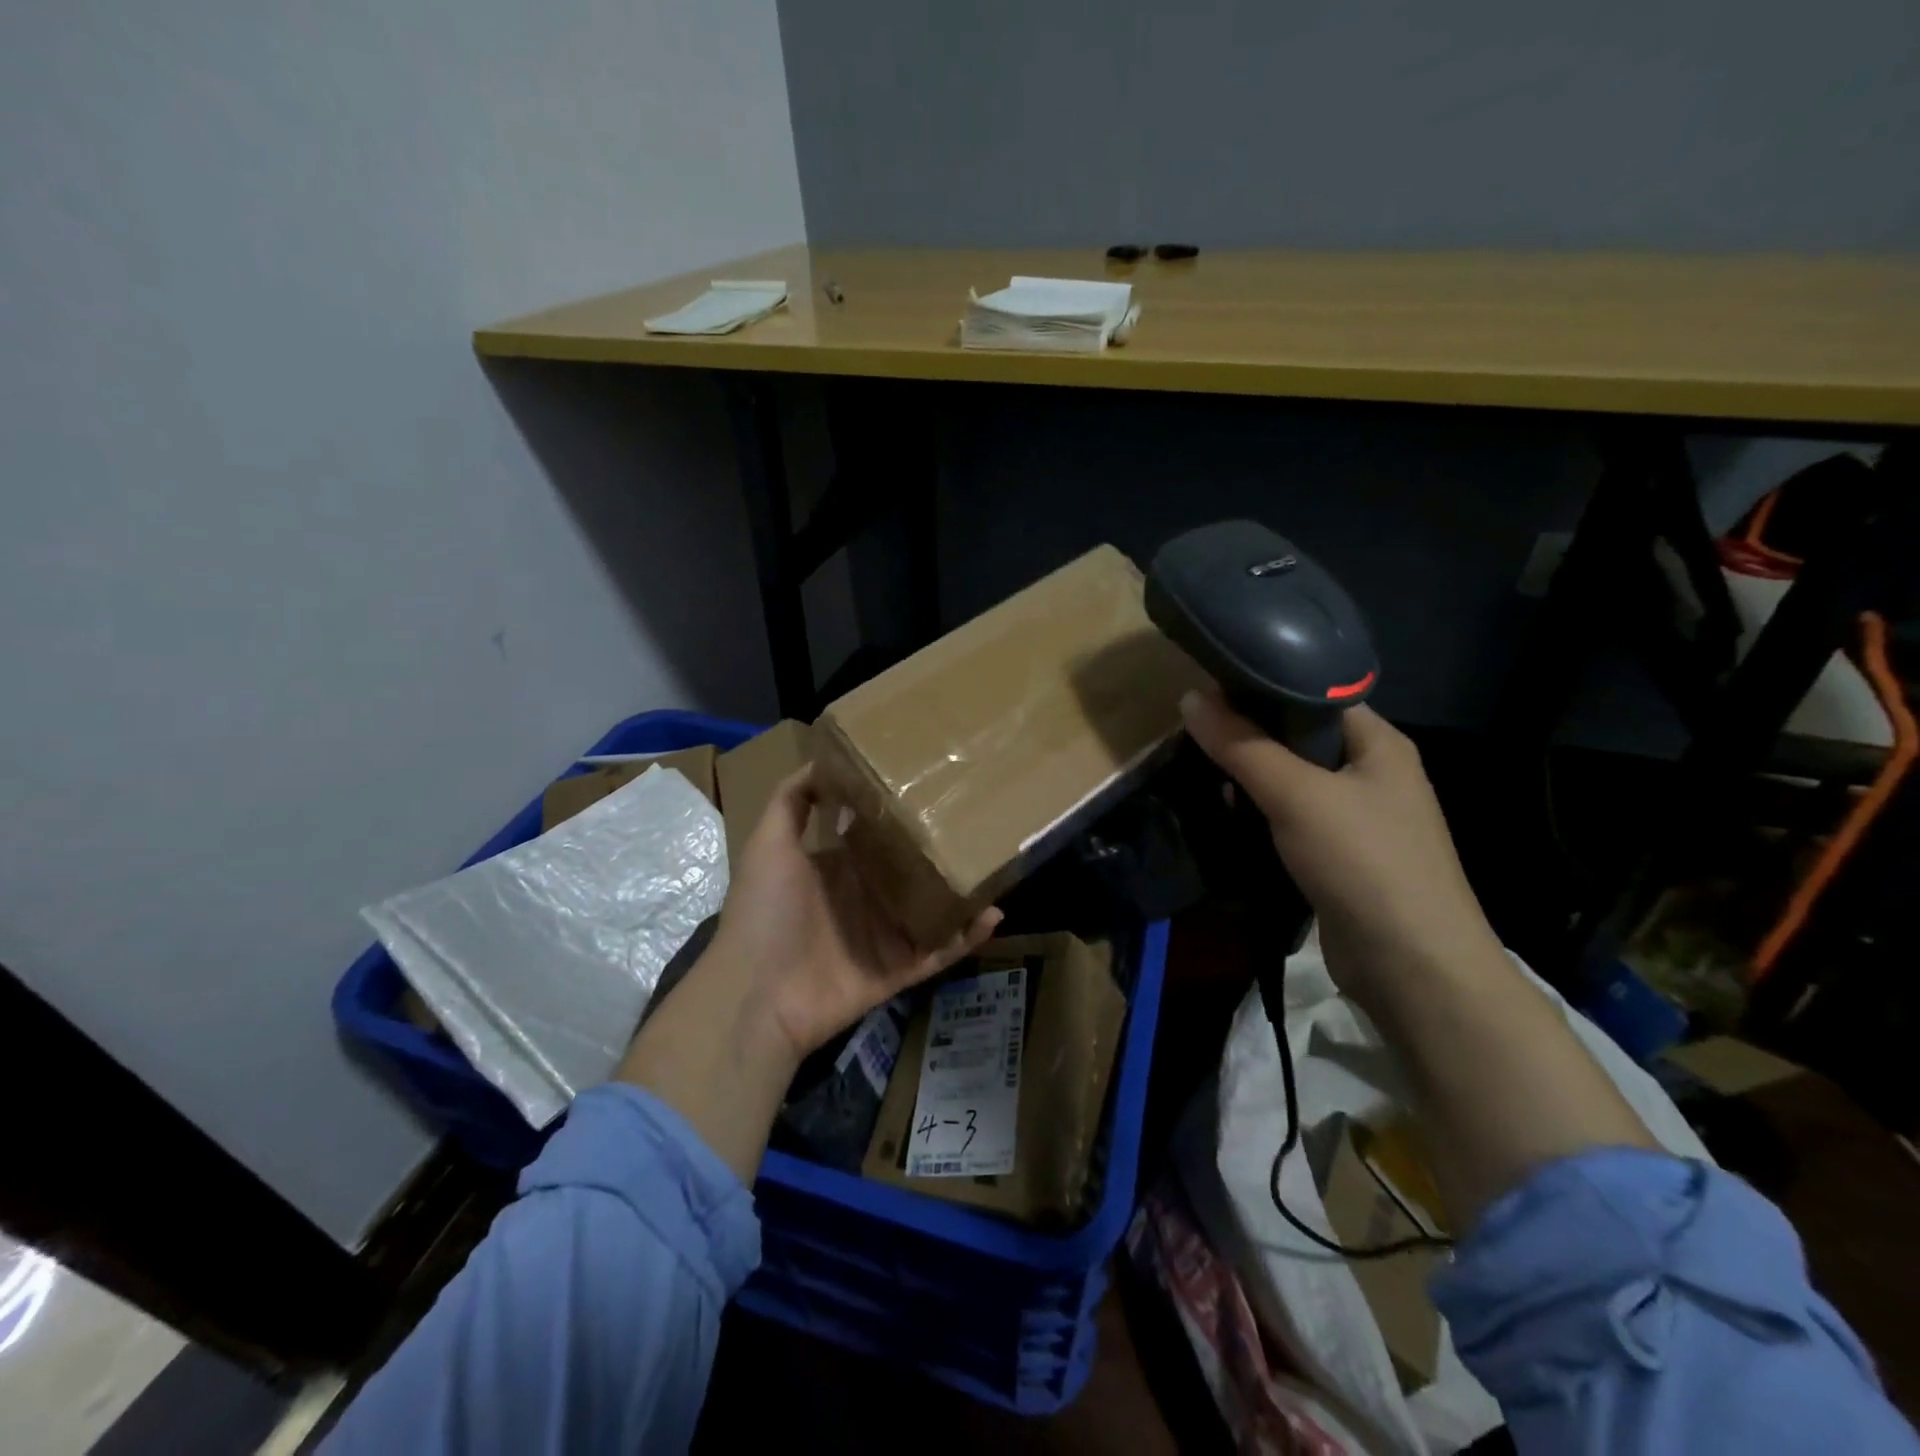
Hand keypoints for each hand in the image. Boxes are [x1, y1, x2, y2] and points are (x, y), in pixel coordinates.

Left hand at [709, 765, 1001, 1059]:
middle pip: (910, 871)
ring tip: (997, 867)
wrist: (756, 996)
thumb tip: (823, 759)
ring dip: (961, 893)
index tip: (935, 786)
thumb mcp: (769, 844)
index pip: (877, 837)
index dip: (902, 815)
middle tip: (981, 821)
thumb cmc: (765, 911)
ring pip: (932, 910)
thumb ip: (792, 801)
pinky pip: (939, 952)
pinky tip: (993, 914)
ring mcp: (882, 937)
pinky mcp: (897, 971)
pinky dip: (966, 937)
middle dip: (940, 851)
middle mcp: (863, 899)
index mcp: (837, 869)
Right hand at [1179, 687, 1502, 1005]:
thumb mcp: (1296, 794)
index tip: (1208, 692)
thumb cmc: (1362, 861)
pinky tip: (1231, 818)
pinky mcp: (1342, 856)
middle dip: (1250, 737)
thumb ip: (1242, 746)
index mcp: (1379, 743)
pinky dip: (1263, 815)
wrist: (1413, 967)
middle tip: (1199, 737)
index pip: (1314, 693)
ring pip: (1293, 781)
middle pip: (1299, 737)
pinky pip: (1294, 819)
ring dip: (1252, 779)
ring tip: (1208, 776)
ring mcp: (1360, 818)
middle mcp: (1373, 773)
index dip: (1262, 687)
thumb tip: (1189, 699)